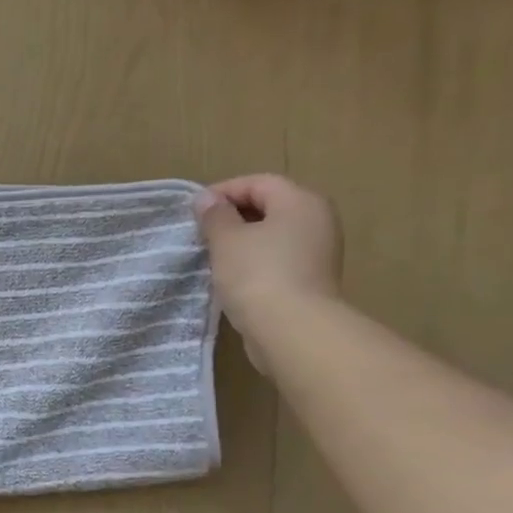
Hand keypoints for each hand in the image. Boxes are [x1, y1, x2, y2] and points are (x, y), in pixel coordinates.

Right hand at [192, 175, 341, 368]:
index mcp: (301, 202)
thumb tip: (206, 199)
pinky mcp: (312, 280)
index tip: (194, 211)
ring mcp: (318, 253)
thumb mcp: (226, 240)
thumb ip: (215, 215)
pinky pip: (278, 260)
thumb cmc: (257, 274)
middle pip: (270, 207)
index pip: (259, 183)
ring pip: (273, 236)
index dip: (224, 191)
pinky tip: (232, 278)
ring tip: (213, 255)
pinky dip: (255, 262)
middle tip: (202, 232)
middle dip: (233, 216)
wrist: (292, 330)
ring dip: (243, 241)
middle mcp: (317, 221)